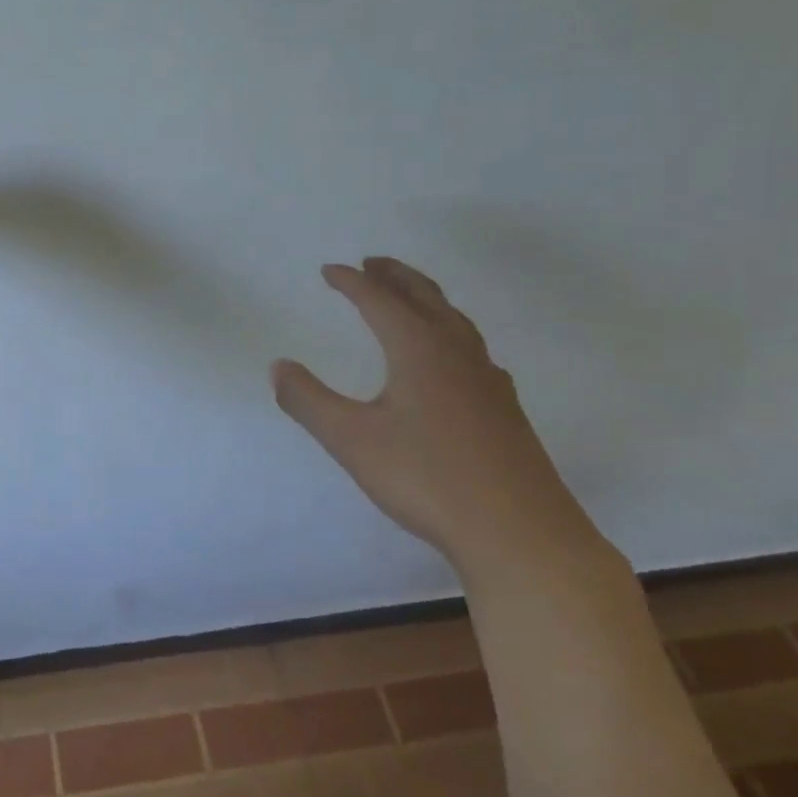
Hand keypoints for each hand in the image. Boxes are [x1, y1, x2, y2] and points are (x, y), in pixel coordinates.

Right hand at [271, 258, 600, 574]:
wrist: (519, 533)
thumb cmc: (427, 478)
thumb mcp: (351, 439)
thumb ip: (308, 400)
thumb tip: (278, 366)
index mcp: (420, 349)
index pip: (380, 301)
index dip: (352, 282)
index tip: (329, 270)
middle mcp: (457, 353)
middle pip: (426, 298)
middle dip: (396, 277)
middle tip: (374, 263)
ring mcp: (488, 381)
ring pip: (456, 321)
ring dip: (427, 300)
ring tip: (410, 298)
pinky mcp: (505, 410)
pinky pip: (473, 350)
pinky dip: (451, 334)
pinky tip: (453, 359)